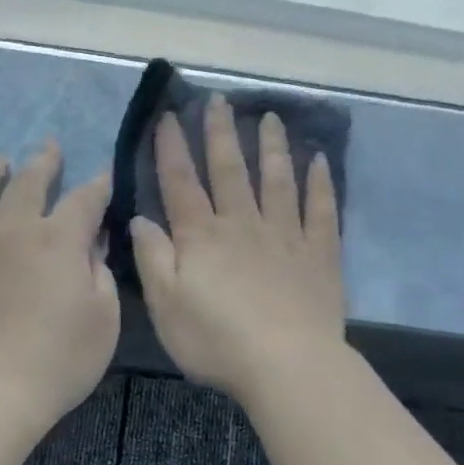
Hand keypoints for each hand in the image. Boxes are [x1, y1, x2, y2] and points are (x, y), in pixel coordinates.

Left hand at [0, 142, 119, 426]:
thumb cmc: (60, 359)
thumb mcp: (104, 318)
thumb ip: (100, 271)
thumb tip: (93, 243)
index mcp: (58, 240)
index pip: (84, 199)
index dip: (99, 185)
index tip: (105, 176)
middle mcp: (12, 230)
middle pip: (28, 181)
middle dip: (44, 161)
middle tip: (50, 148)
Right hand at [130, 95, 345, 402]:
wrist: (287, 364)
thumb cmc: (216, 341)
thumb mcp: (166, 305)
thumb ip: (152, 257)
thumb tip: (142, 217)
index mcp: (202, 237)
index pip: (181, 183)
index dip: (173, 148)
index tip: (169, 115)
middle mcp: (243, 224)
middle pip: (229, 170)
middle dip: (221, 133)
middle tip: (219, 99)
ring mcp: (285, 235)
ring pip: (277, 180)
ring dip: (272, 146)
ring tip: (270, 117)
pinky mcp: (320, 254)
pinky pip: (321, 210)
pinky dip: (320, 183)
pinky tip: (319, 160)